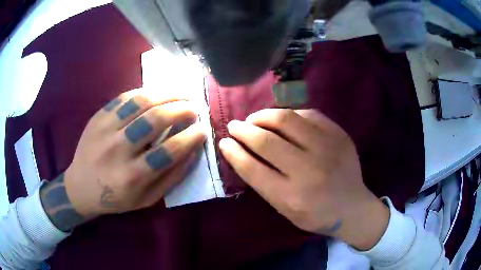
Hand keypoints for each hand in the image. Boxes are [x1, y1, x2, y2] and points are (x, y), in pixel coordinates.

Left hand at [40, 89, 205, 230]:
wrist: (80, 187)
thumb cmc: (115, 199)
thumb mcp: (146, 199)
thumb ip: (171, 178)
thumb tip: (194, 152)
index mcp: (132, 177)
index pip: (169, 151)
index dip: (191, 137)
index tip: (202, 130)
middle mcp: (118, 150)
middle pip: (155, 120)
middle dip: (181, 110)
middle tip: (194, 108)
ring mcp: (105, 129)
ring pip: (140, 102)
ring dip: (166, 94)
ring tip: (181, 94)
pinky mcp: (98, 117)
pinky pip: (124, 98)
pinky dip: (145, 92)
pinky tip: (156, 94)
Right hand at [219, 109, 389, 249]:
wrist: (353, 208)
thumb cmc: (316, 215)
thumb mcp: (285, 210)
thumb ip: (264, 183)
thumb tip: (241, 153)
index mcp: (292, 197)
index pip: (252, 168)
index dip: (233, 152)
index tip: (224, 142)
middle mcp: (309, 171)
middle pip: (266, 141)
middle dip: (243, 129)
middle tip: (235, 125)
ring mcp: (328, 149)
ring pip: (287, 119)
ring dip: (263, 116)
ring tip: (255, 119)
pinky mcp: (339, 135)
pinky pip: (309, 114)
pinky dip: (290, 114)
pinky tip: (284, 120)